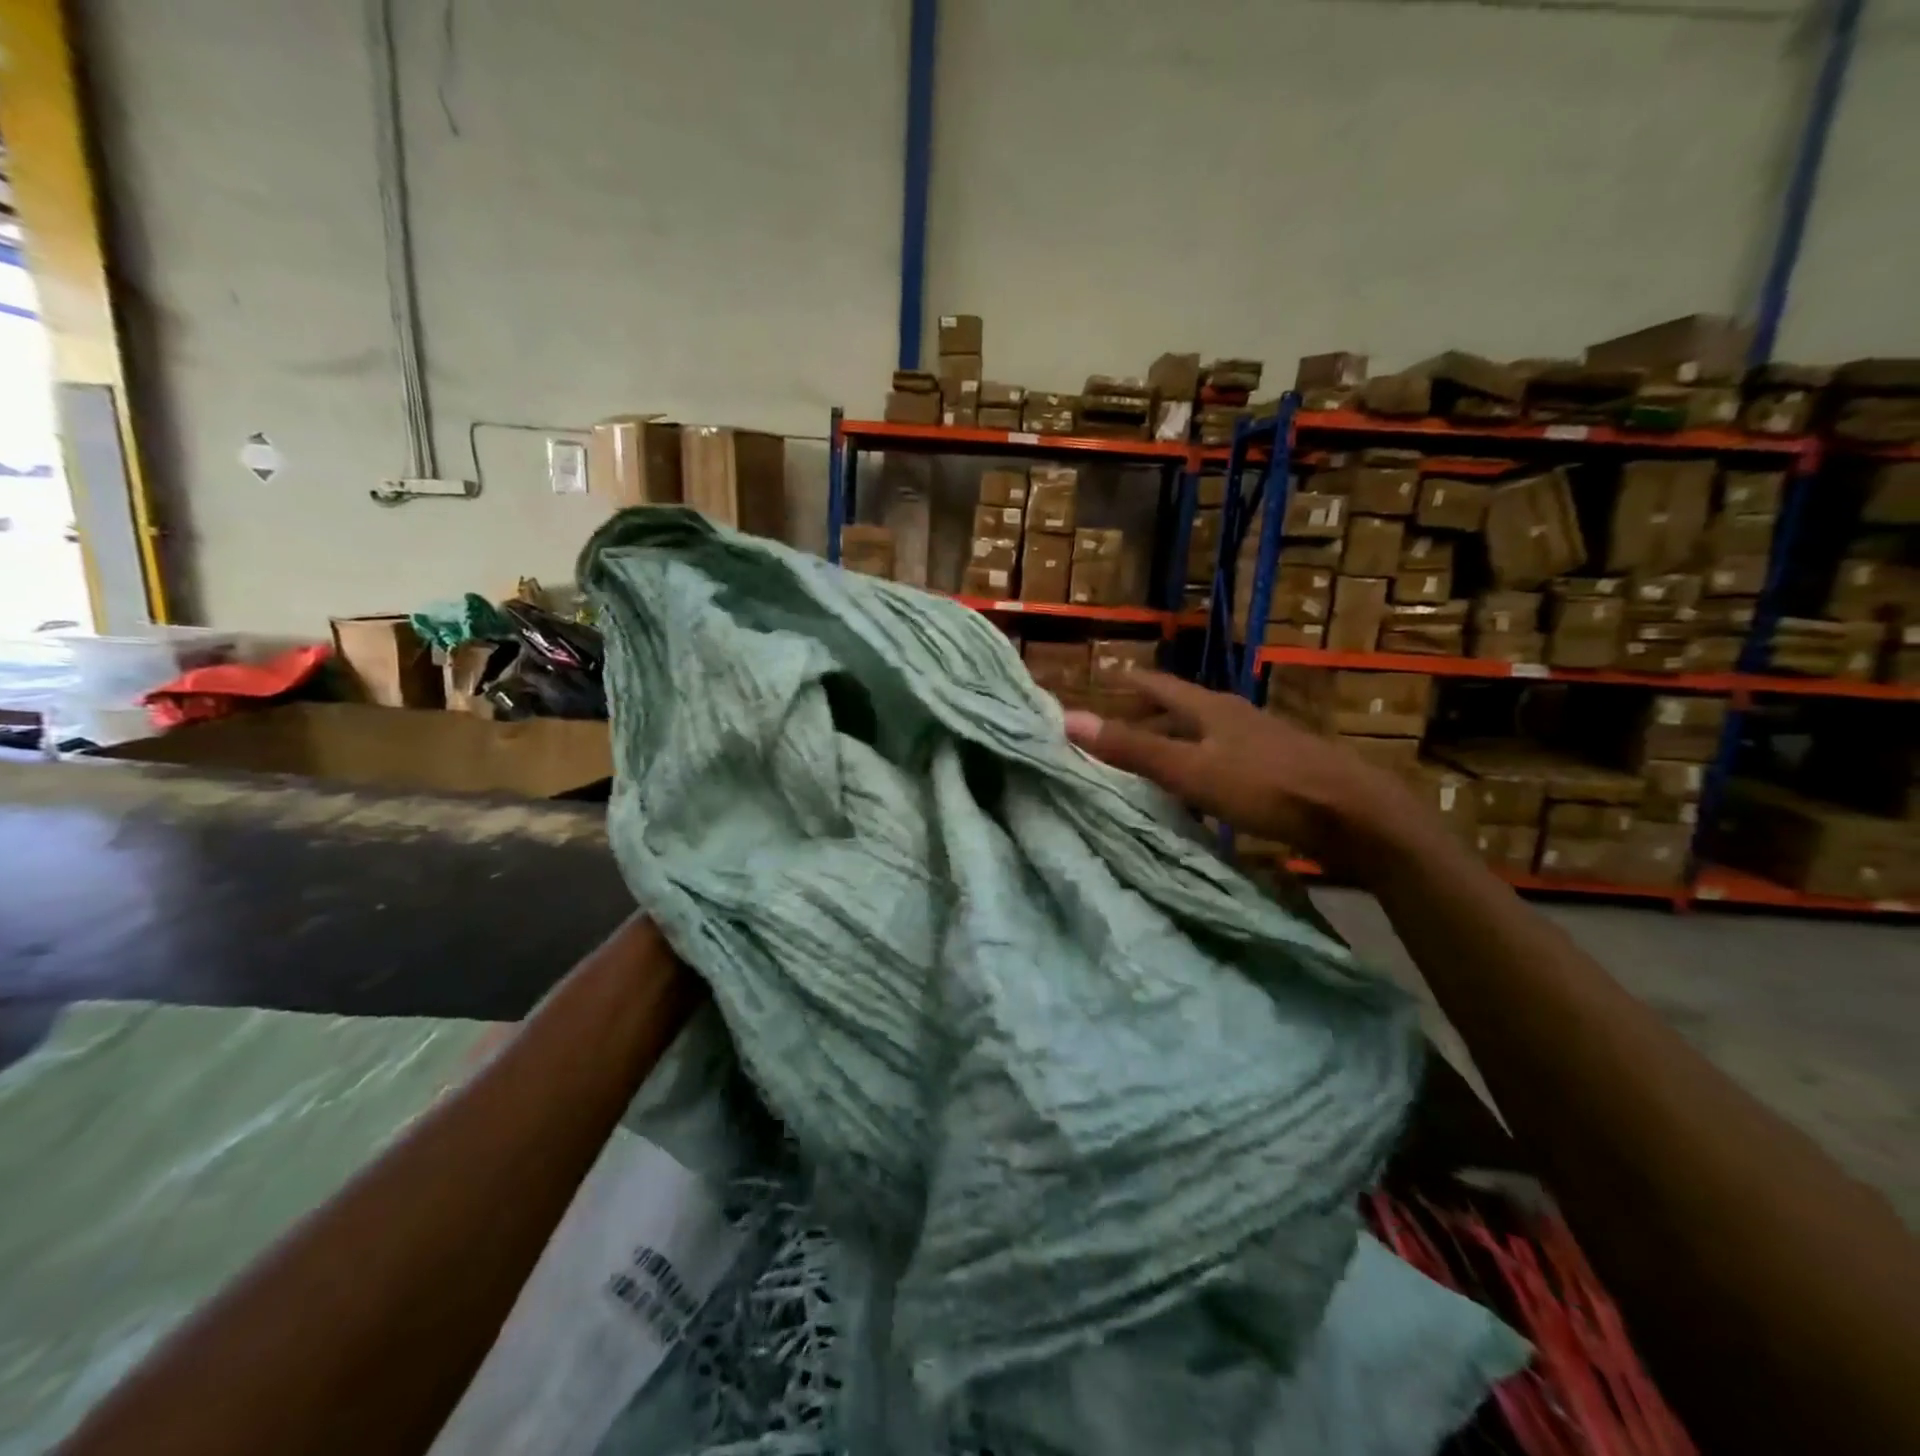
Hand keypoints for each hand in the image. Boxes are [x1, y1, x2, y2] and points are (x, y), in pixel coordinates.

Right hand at [1062, 672, 1441, 881]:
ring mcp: (1262, 742)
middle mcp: (1236, 717)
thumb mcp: (1189, 770)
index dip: (1133, 681)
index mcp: (1211, 708)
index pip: (1161, 685)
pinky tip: (1200, 790)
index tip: (1107, 674)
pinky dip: (1202, 766)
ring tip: (1153, 759)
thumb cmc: (1264, 786)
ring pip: (1207, 735)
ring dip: (1177, 742)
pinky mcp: (1280, 769)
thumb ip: (1132, 748)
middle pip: (1184, 709)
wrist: (1354, 815)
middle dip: (1151, 714)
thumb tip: (1068, 719)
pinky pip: (1226, 759)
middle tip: (1120, 724)